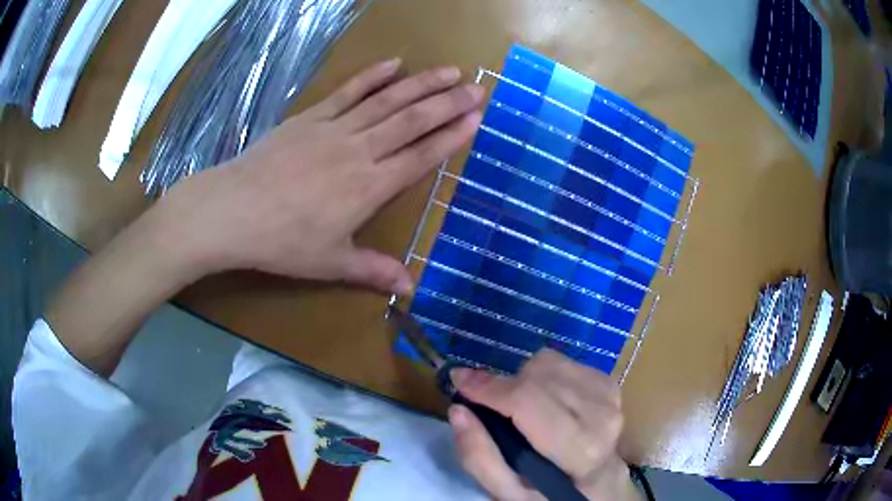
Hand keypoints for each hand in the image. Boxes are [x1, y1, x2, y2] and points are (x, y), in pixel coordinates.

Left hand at [161, 58, 482, 292]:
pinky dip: (371, 76)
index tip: (476, 118)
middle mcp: (359, 151)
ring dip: (421, 84)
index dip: (450, 137)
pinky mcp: (310, 117)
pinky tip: (393, 63)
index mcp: (369, 187)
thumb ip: (373, 270)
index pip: (420, 157)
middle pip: (412, 121)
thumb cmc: (282, 242)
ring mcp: (334, 129)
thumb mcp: (329, 263)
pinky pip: (347, 92)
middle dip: (448, 103)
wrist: (233, 211)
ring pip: (386, 101)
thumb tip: (410, 288)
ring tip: (449, 71)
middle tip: (477, 87)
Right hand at [448, 350, 642, 500]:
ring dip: (522, 379)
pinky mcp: (608, 381)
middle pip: (536, 378)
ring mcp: (609, 395)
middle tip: (484, 401)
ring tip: (519, 406)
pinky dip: (541, 374)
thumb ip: (480, 458)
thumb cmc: (550, 492)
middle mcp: (601, 416)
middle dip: (502, 386)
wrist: (597, 482)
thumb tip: (458, 410)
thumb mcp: (509, 492)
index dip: (489, 388)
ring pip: (547, 363)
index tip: (457, 379)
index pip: (528, 403)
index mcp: (579, 450)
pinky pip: (561, 360)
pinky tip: (543, 399)